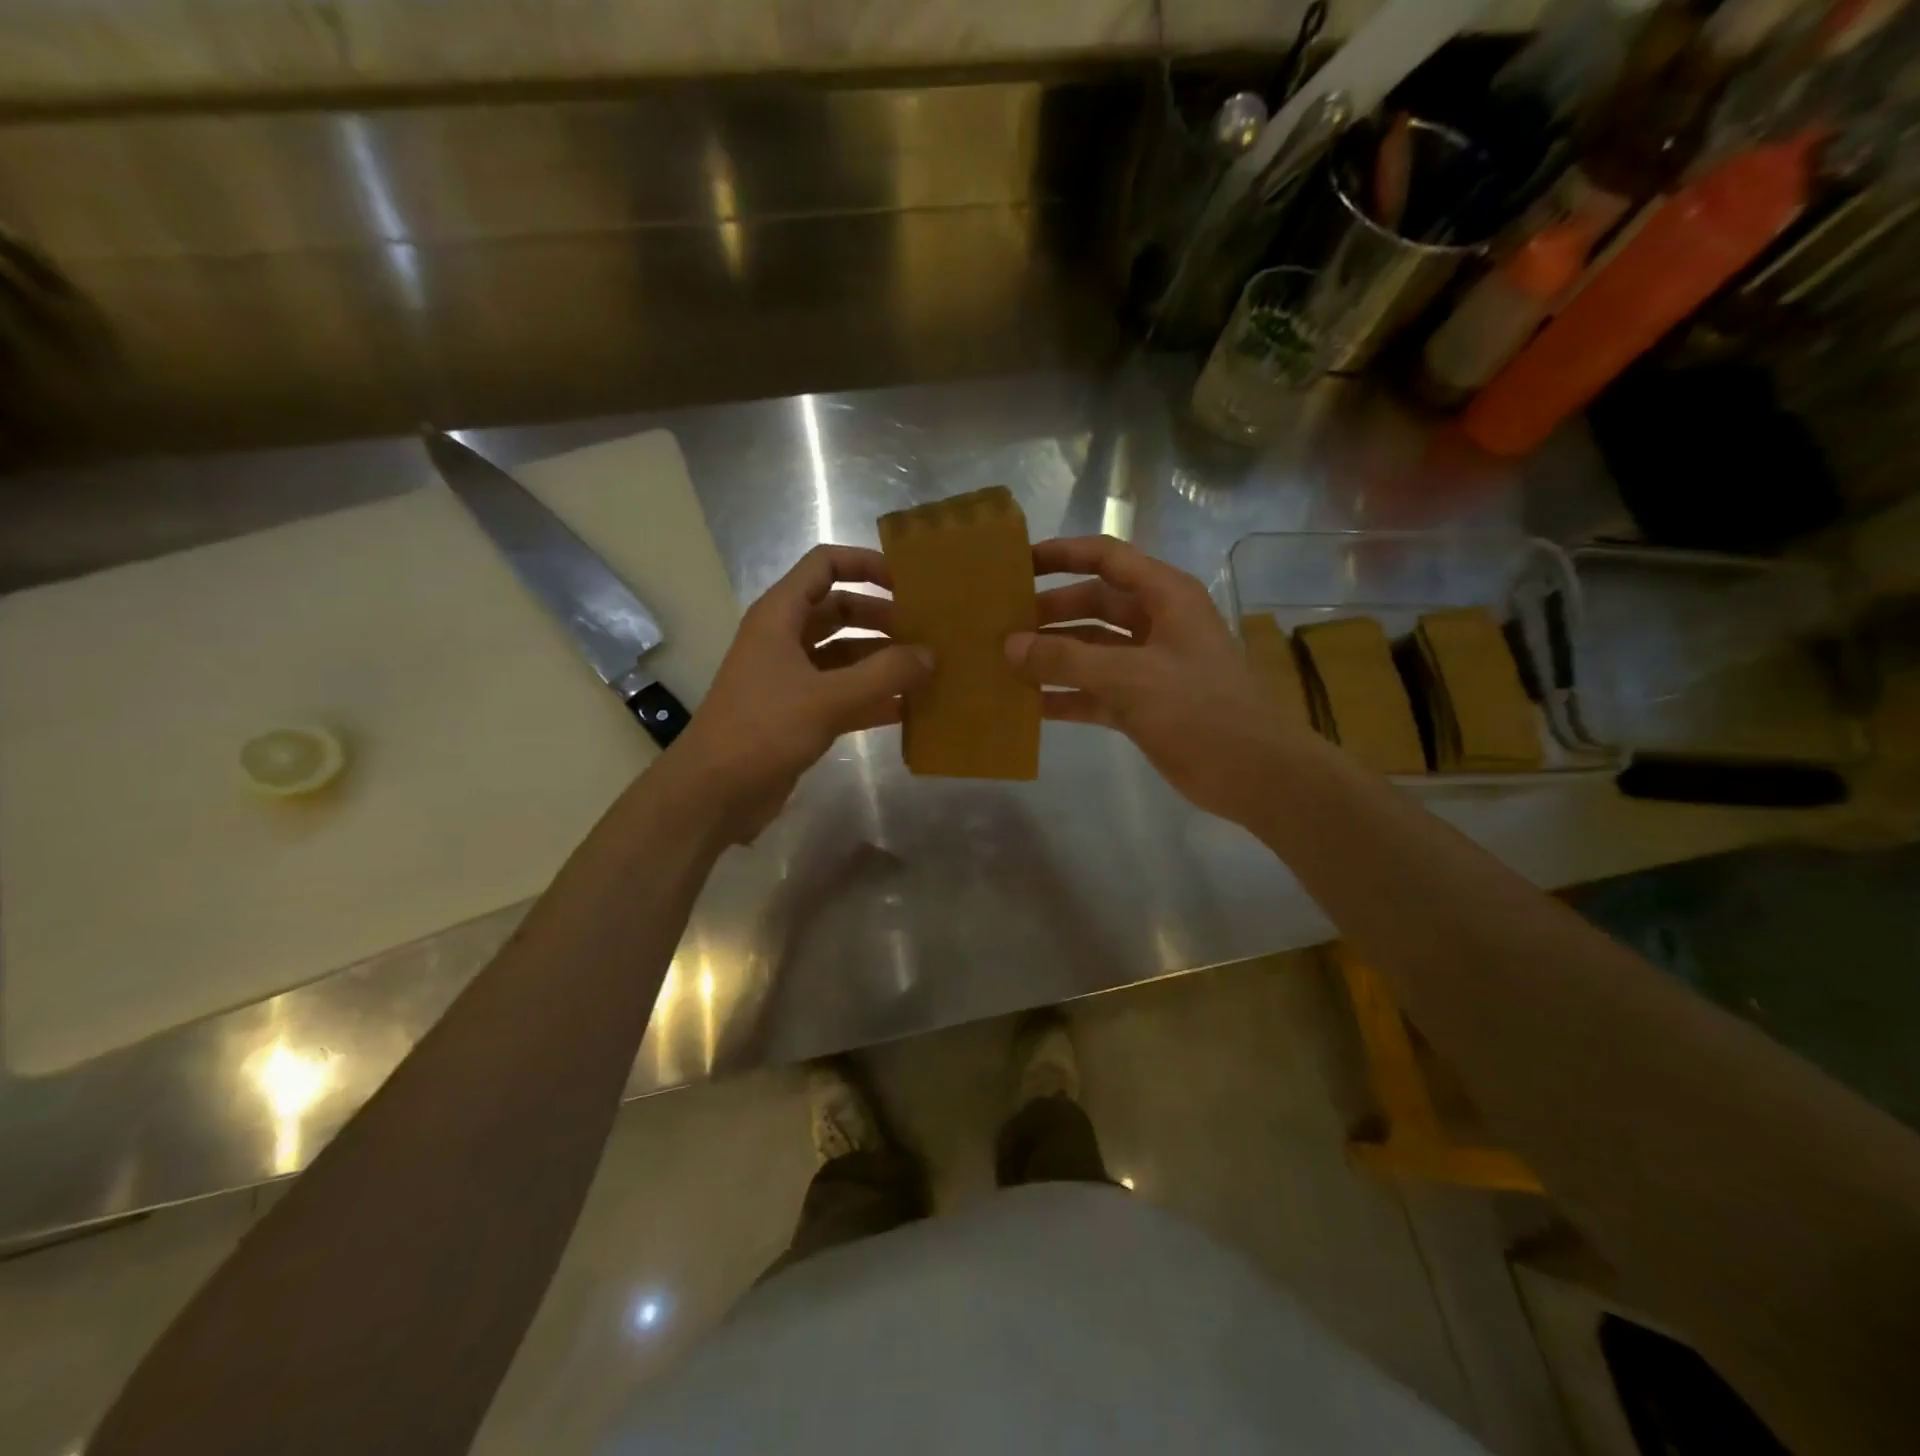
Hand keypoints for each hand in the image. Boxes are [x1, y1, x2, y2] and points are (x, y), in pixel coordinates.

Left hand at [664, 544, 930, 842]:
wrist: (714, 793)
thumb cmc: (764, 729)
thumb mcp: (828, 698)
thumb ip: (884, 674)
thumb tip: (930, 655)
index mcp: (780, 616)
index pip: (824, 565)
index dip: (865, 564)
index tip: (908, 581)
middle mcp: (785, 639)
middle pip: (839, 610)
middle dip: (882, 617)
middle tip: (927, 631)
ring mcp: (791, 678)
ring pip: (844, 654)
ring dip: (881, 659)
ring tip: (927, 669)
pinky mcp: (798, 713)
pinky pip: (843, 693)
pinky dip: (872, 697)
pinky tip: (909, 709)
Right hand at [1005, 536, 1325, 830]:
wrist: (1254, 774)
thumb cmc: (1198, 709)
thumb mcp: (1128, 677)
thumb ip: (1066, 658)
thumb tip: (1009, 646)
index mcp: (1165, 596)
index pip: (1107, 558)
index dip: (1062, 555)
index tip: (1016, 564)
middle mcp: (1157, 623)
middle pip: (1094, 604)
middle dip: (1049, 612)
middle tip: (1000, 624)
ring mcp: (1150, 666)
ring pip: (1091, 650)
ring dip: (1053, 656)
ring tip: (1003, 663)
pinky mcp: (1143, 704)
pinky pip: (1095, 691)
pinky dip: (1066, 695)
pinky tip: (1028, 705)